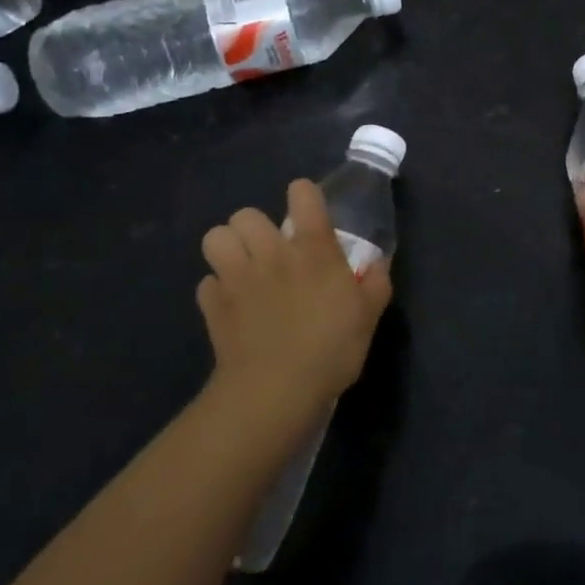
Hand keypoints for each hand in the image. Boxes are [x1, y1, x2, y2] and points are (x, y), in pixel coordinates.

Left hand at [197, 180, 392, 420]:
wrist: (277, 390)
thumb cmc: (332, 348)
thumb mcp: (370, 315)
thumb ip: (376, 282)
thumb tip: (377, 262)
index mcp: (313, 248)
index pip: (303, 194)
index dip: (304, 196)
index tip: (309, 214)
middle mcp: (272, 253)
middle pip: (246, 214)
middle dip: (255, 227)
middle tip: (269, 251)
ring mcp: (237, 278)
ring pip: (215, 238)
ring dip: (227, 249)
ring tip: (241, 269)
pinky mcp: (213, 306)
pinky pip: (206, 284)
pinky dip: (217, 291)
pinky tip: (231, 307)